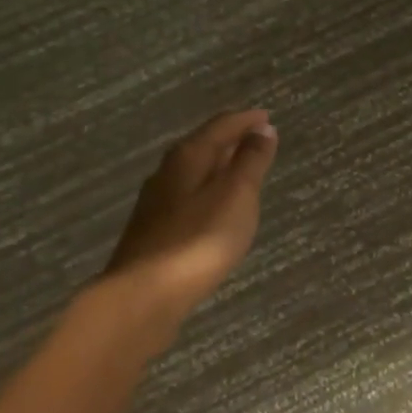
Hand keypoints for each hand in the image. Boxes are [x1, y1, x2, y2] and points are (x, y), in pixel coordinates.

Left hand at [100, 109, 277, 328]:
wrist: (144, 295)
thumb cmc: (199, 239)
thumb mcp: (237, 195)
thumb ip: (251, 161)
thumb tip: (263, 129)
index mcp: (189, 157)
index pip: (220, 126)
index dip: (246, 120)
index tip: (267, 117)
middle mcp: (167, 172)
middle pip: (202, 145)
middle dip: (229, 139)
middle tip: (255, 139)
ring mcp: (155, 203)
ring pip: (192, 172)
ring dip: (217, 166)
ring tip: (239, 170)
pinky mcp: (152, 231)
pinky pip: (186, 196)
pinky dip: (206, 191)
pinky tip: (213, 207)